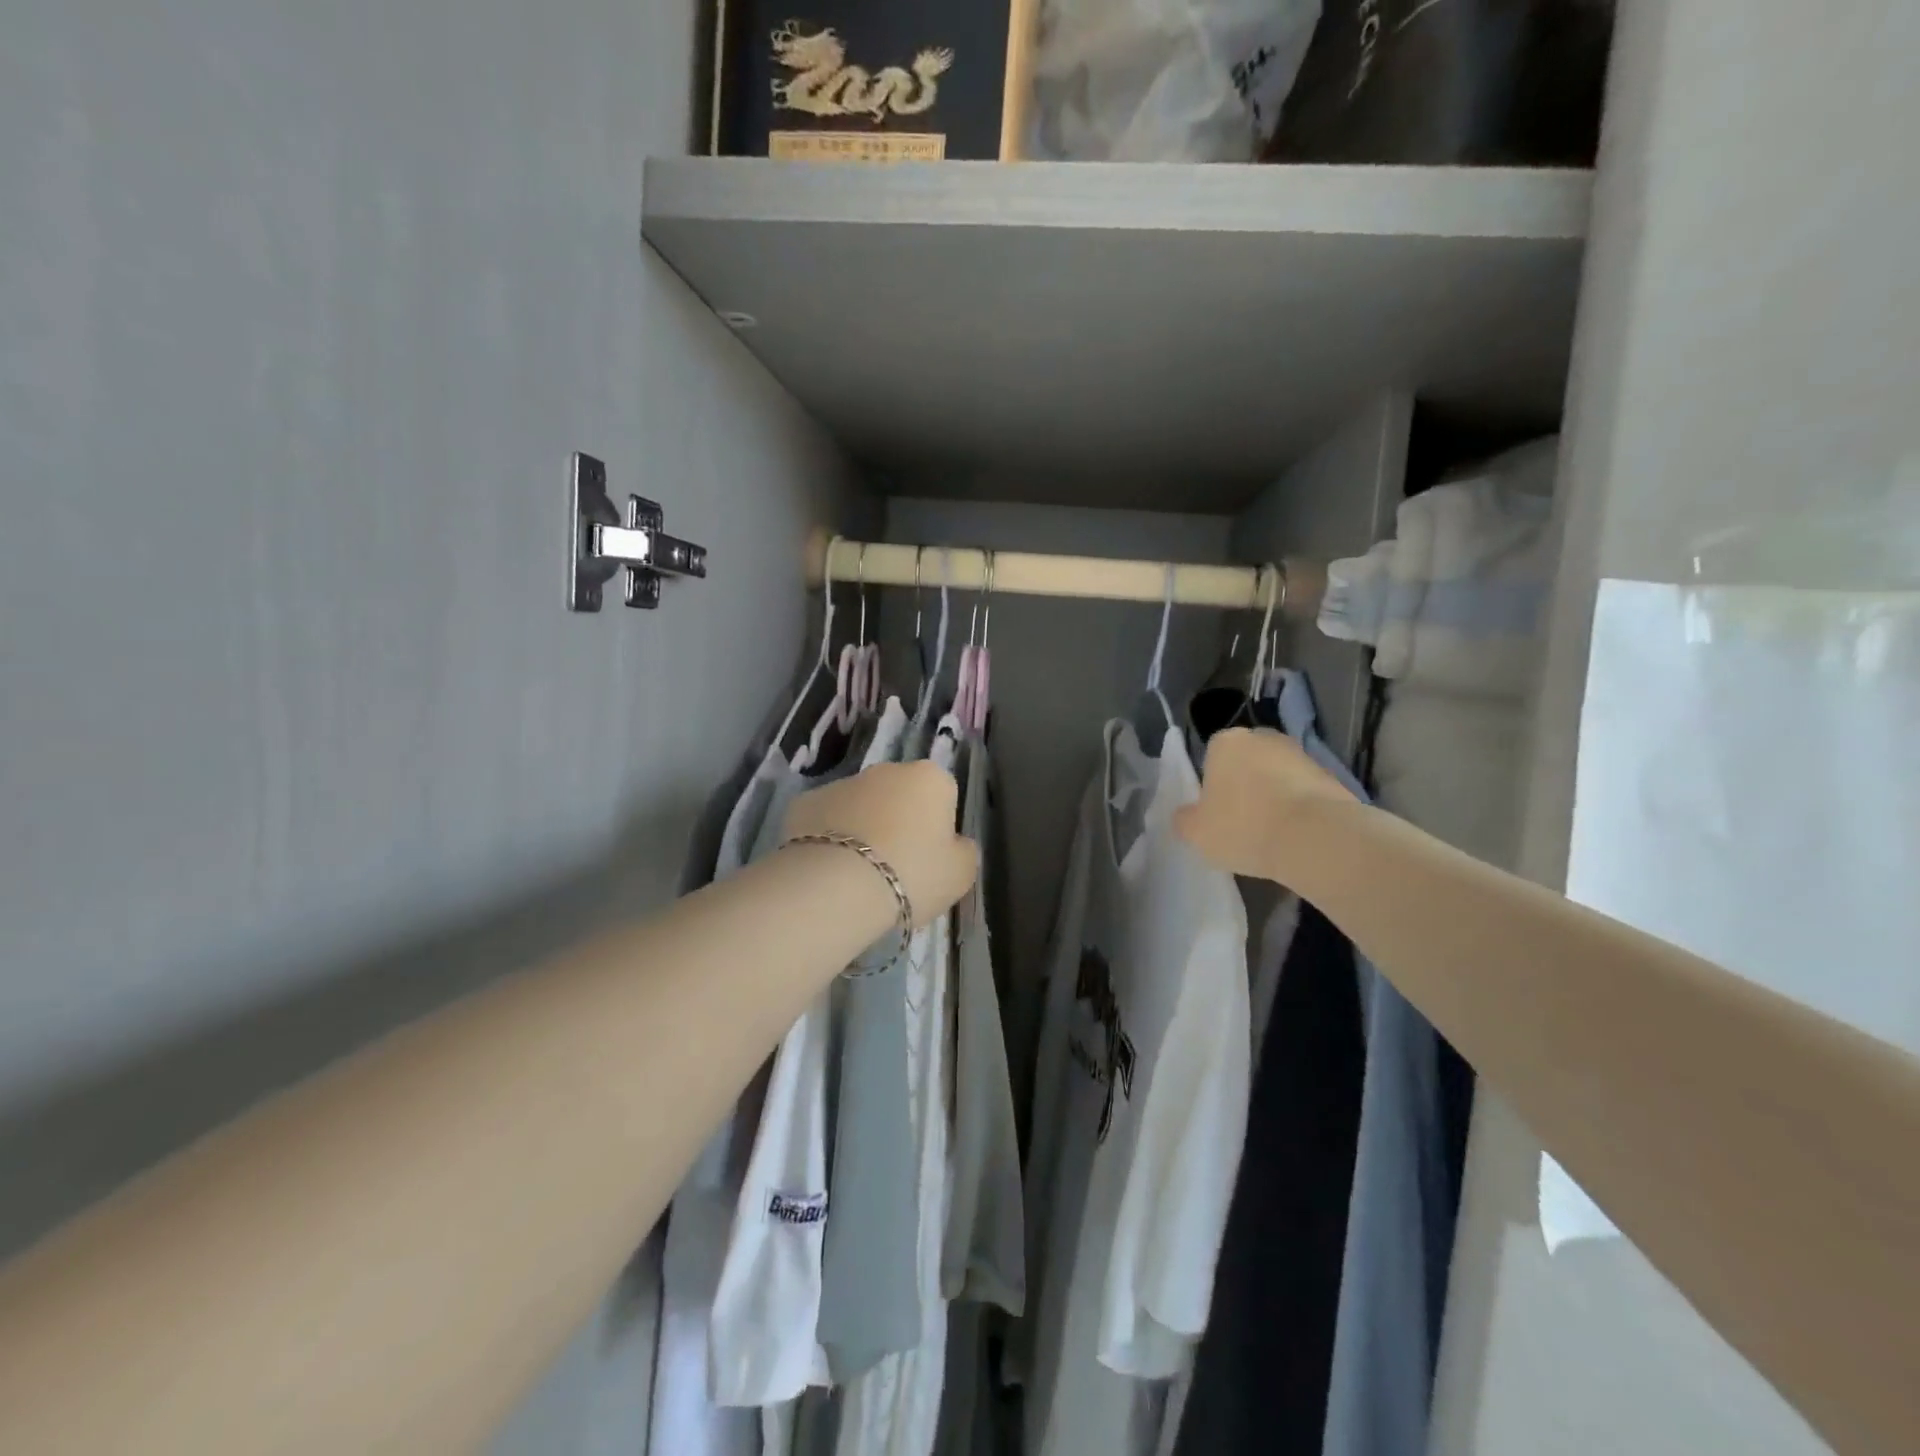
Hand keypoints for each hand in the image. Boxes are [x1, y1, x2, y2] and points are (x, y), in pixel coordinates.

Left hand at [784, 760, 977, 927]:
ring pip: (860, 805)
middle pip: (900, 795)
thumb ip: (964, 851)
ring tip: (858, 874)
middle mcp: (886, 770)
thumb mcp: (960, 873)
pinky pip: (825, 820)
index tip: (930, 858)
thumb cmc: (912, 875)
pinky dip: (827, 838)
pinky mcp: (804, 802)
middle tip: (895, 867)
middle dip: (898, 822)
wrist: (836, 887)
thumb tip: (955, 843)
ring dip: (862, 828)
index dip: (938, 827)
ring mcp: (842, 782)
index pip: (944, 795)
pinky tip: (827, 870)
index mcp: (930, 778)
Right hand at [1174, 727, 1356, 882]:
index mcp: (1226, 742)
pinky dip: (1298, 809)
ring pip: (1276, 776)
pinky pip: (1303, 792)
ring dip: (1273, 797)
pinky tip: (1296, 836)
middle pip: (1246, 762)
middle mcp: (1263, 738)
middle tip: (1241, 822)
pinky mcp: (1331, 776)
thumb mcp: (1196, 832)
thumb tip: (1186, 815)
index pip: (1211, 757)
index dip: (1211, 786)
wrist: (1317, 838)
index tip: (1215, 813)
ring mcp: (1301, 754)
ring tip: (1271, 835)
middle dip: (1244, 786)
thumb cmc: (1244, 827)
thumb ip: (1184, 819)